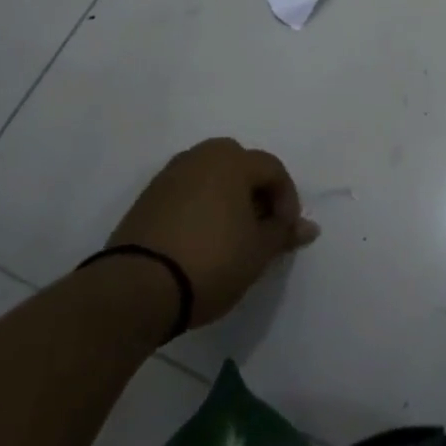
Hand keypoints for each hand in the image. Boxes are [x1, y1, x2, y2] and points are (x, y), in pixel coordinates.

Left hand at [109, 138, 319, 327]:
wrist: (136, 288)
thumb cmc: (211, 261)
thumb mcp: (258, 252)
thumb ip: (283, 233)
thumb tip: (309, 227)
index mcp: (231, 160)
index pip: (272, 169)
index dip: (287, 199)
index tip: (285, 232)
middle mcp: (199, 157)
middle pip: (239, 164)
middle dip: (255, 191)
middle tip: (260, 226)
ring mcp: (168, 176)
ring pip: (210, 177)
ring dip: (227, 198)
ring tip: (232, 235)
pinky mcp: (146, 199)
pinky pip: (186, 192)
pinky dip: (200, 207)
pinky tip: (202, 239)